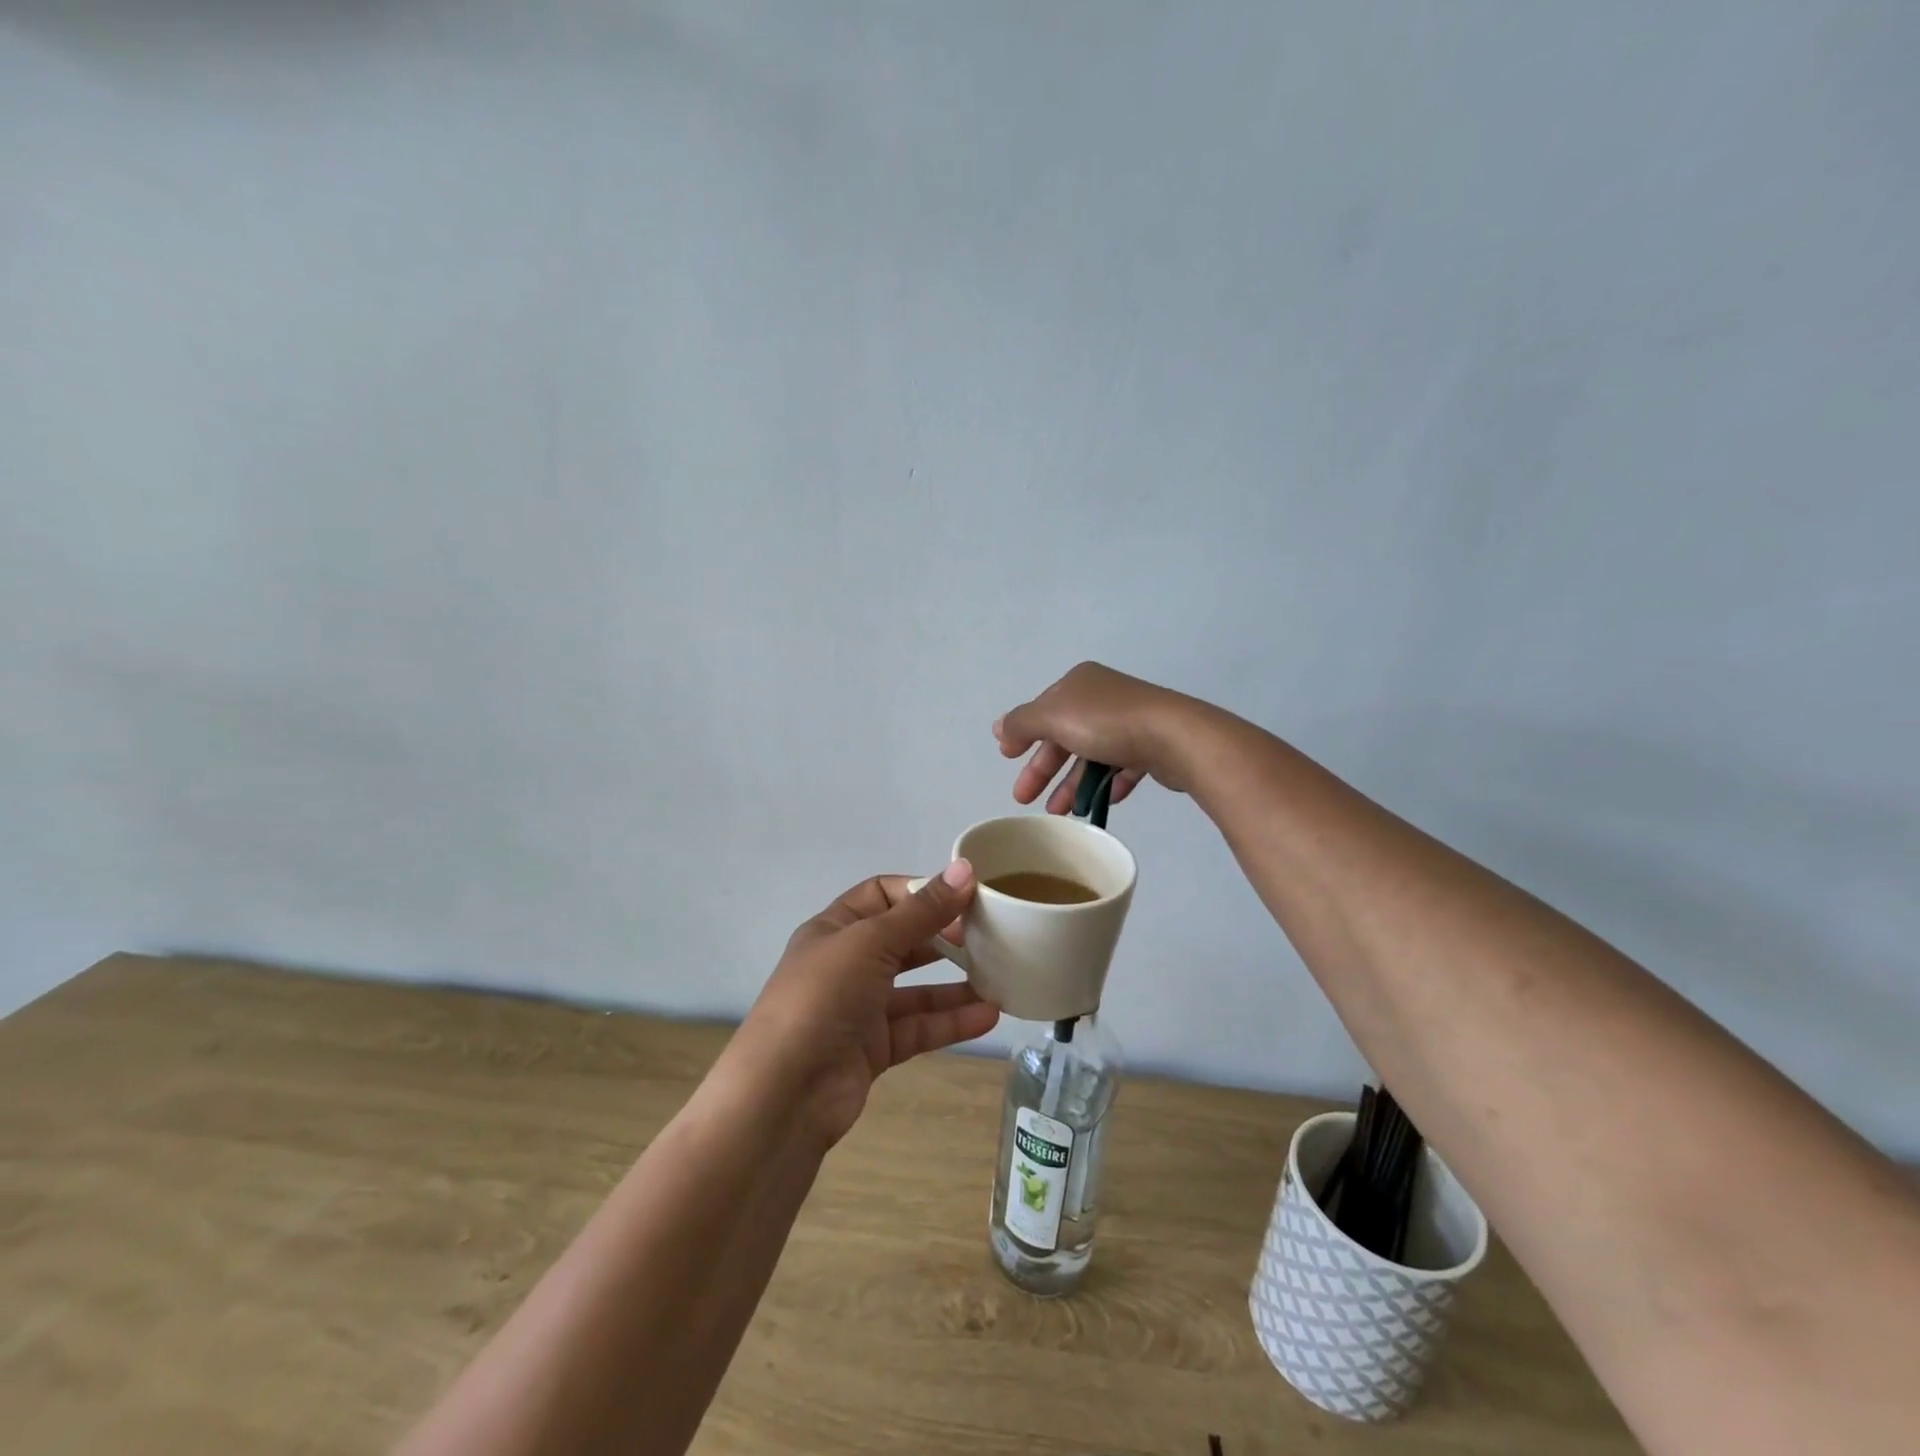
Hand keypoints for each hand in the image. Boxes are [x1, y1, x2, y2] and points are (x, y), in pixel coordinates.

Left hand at [728, 862, 999, 1148]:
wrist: (784, 1094)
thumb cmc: (822, 997)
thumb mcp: (871, 942)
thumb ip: (921, 911)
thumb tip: (964, 870)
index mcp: (835, 928)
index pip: (882, 894)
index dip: (921, 891)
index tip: (965, 895)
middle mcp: (847, 964)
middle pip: (903, 940)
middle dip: (944, 936)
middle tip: (989, 936)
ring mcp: (860, 1009)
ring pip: (916, 989)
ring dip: (955, 984)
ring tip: (1001, 977)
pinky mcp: (874, 1049)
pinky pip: (919, 1028)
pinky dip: (951, 1021)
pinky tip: (988, 1016)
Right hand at [994, 662, 1202, 813]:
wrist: (1174, 737)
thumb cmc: (1106, 723)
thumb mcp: (1052, 717)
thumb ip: (1021, 723)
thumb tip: (999, 728)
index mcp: (1078, 683)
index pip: (1042, 710)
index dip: (1023, 735)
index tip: (1008, 760)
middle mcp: (1103, 697)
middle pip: (1064, 736)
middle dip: (1043, 768)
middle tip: (1024, 798)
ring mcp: (1130, 721)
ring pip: (1091, 755)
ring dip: (1072, 784)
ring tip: (1060, 813)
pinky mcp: (1151, 746)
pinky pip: (1120, 767)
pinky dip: (1106, 785)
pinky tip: (1097, 804)